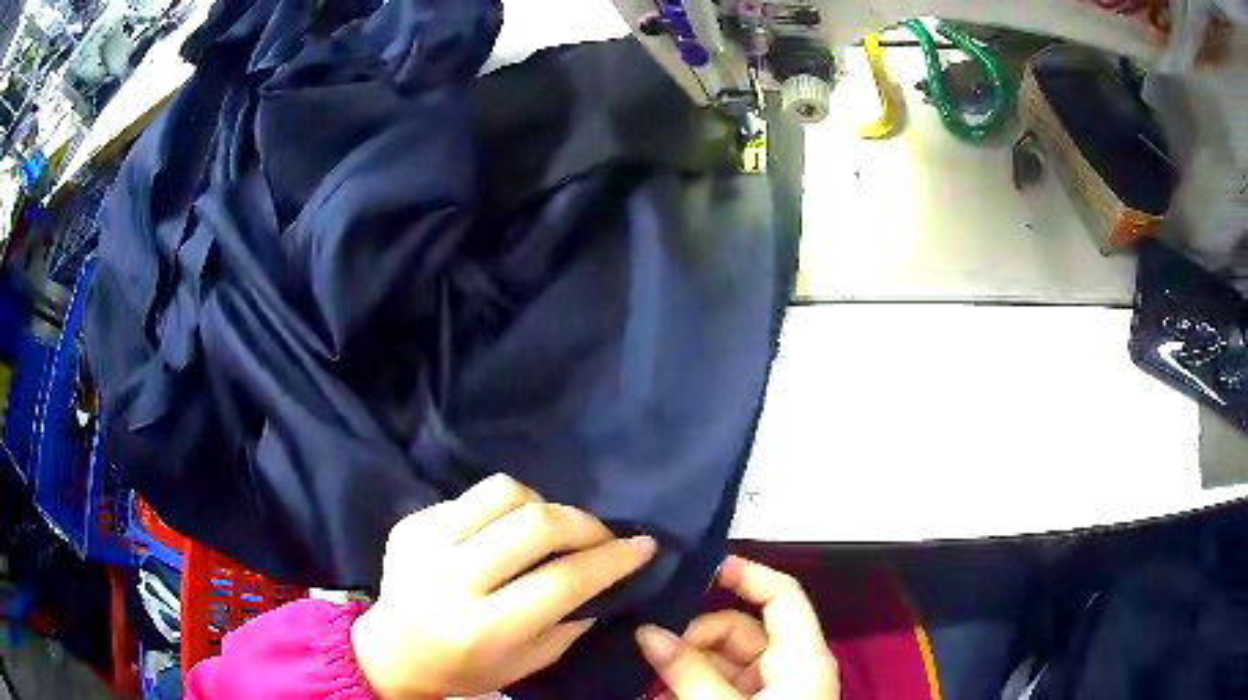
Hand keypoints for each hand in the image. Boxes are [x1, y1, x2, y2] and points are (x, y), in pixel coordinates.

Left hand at [351, 474, 656, 698]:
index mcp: (483, 627)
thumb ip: (568, 623)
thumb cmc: (464, 669)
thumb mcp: (526, 664)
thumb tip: (605, 578)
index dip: (612, 559)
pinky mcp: (410, 524)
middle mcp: (451, 581)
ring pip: (503, 493)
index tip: (643, 545)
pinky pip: (471, 497)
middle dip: (584, 523)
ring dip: (542, 505)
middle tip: (600, 535)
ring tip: (549, 529)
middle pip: (535, 525)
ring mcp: (424, 544)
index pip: (562, 581)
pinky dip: (501, 510)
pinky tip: (500, 534)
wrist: (389, 652)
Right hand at [635, 555, 839, 698]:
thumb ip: (687, 672)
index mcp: (802, 658)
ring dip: (682, 669)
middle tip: (645, 652)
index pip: (782, 595)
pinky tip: (655, 699)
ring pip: (723, 662)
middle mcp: (790, 667)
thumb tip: (647, 631)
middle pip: (740, 630)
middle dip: (692, 638)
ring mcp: (772, 691)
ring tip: (641, 682)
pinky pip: (718, 687)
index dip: (745, 573)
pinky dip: (688, 689)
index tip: (695, 570)